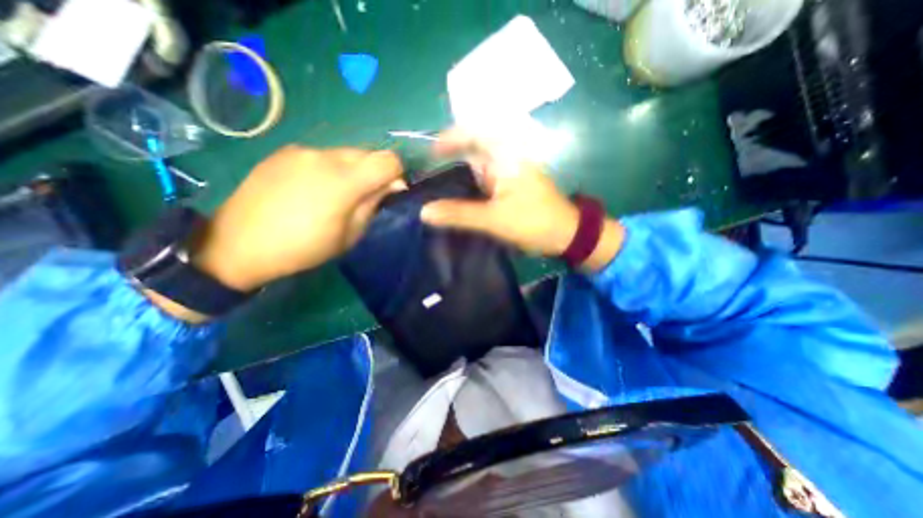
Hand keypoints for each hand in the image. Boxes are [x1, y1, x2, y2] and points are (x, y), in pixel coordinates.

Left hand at [193, 146, 402, 291]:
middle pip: (368, 153)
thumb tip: (391, 186)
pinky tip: (314, 189)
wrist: (238, 244)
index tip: (390, 192)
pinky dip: (330, 168)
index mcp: (344, 180)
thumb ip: (373, 204)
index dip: (397, 175)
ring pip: (345, 153)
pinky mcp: (284, 152)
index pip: (389, 160)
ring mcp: (302, 150)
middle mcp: (325, 155)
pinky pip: (322, 155)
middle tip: (365, 196)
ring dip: (353, 170)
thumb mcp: (350, 235)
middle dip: (375, 172)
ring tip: (337, 194)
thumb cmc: (304, 248)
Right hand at [420, 127, 574, 256]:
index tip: (430, 153)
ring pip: (475, 169)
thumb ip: (459, 214)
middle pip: (470, 151)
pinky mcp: (506, 188)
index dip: (449, 139)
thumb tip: (424, 211)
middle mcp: (505, 159)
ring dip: (456, 177)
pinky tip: (453, 199)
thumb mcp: (494, 219)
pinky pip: (481, 183)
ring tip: (433, 188)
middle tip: (426, 176)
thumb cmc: (534, 222)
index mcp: (505, 155)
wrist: (564, 235)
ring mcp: (506, 174)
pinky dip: (466, 189)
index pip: (473, 133)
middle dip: (448, 160)